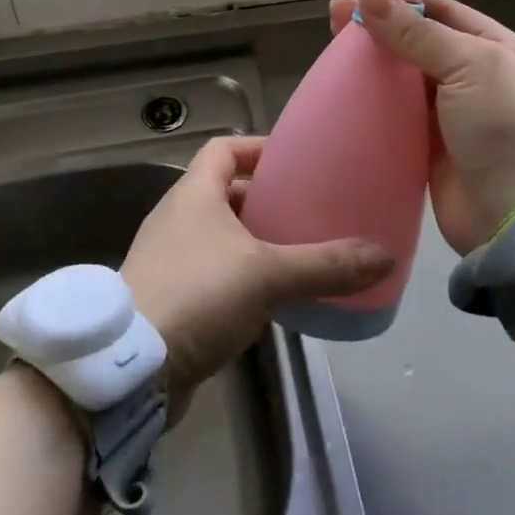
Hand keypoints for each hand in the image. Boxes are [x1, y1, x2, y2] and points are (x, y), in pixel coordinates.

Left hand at [120, 136, 393, 411]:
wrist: (130, 367)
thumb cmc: (197, 295)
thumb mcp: (267, 274)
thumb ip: (325, 265)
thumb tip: (383, 256)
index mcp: (194, 194)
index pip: (224, 149)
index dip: (257, 148)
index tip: (294, 160)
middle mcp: (177, 218)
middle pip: (223, 192)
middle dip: (264, 199)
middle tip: (306, 210)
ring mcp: (168, 258)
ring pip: (219, 236)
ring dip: (254, 241)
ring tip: (297, 253)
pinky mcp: (168, 297)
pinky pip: (212, 272)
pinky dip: (240, 276)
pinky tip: (270, 299)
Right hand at [328, 0, 514, 254]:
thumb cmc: (507, 129)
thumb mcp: (471, 67)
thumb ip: (417, 32)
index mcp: (503, 50)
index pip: (446, 12)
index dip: (404, 0)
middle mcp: (480, 78)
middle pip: (421, 43)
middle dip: (381, 29)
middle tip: (334, 20)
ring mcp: (456, 116)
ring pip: (406, 80)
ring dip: (374, 65)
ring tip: (332, 52)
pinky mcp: (432, 149)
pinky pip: (398, 116)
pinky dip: (374, 103)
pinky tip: (345, 92)